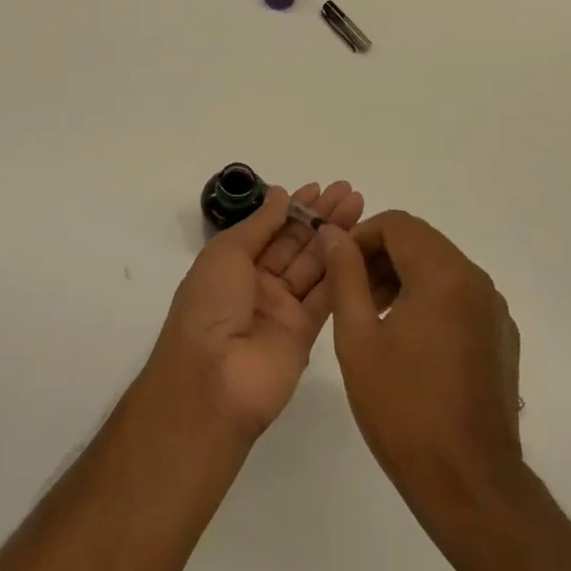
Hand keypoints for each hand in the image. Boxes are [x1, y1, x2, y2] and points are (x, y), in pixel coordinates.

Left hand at [151, 181, 363, 437]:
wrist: (211, 382)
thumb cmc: (209, 307)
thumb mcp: (227, 254)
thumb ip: (260, 224)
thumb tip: (281, 194)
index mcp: (234, 264)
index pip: (271, 228)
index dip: (294, 207)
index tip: (321, 187)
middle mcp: (259, 284)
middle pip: (296, 244)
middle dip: (321, 217)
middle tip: (350, 192)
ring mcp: (282, 310)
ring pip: (315, 265)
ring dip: (336, 237)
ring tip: (360, 208)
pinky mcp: (305, 334)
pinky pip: (326, 296)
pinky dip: (342, 271)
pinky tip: (358, 245)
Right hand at [321, 212, 524, 512]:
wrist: (470, 485)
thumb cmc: (404, 409)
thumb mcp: (358, 338)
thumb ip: (345, 276)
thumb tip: (333, 234)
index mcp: (444, 273)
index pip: (397, 224)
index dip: (361, 237)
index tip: (337, 268)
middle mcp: (476, 280)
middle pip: (421, 243)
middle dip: (380, 257)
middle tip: (350, 294)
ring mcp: (494, 309)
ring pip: (440, 269)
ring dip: (403, 278)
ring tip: (373, 319)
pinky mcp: (501, 337)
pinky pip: (460, 297)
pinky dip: (429, 301)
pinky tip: (409, 345)